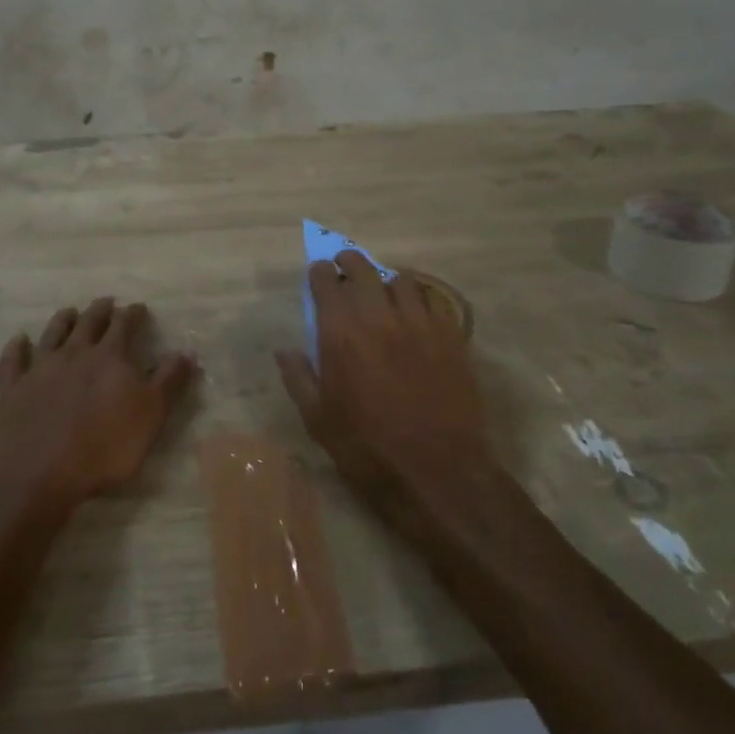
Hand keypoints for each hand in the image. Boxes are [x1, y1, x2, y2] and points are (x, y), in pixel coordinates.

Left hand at [0, 298, 194, 513]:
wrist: (41, 477)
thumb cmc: (105, 448)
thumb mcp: (151, 416)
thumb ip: (169, 381)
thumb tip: (186, 351)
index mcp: (109, 357)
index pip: (124, 325)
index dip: (133, 314)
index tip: (138, 308)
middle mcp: (74, 353)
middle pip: (88, 322)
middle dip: (100, 310)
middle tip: (106, 302)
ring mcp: (39, 369)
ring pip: (52, 334)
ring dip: (63, 320)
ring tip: (69, 312)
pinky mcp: (12, 390)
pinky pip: (12, 361)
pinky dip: (16, 348)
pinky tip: (18, 340)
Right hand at [275, 252, 490, 491]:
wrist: (436, 471)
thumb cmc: (367, 449)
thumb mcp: (318, 420)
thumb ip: (299, 377)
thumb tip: (284, 350)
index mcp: (341, 333)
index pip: (326, 281)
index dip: (320, 273)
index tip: (318, 275)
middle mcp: (378, 316)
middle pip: (363, 268)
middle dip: (349, 262)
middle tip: (346, 268)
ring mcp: (419, 322)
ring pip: (402, 279)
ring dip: (387, 280)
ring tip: (385, 292)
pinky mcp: (450, 335)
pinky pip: (434, 299)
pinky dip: (421, 298)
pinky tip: (418, 312)